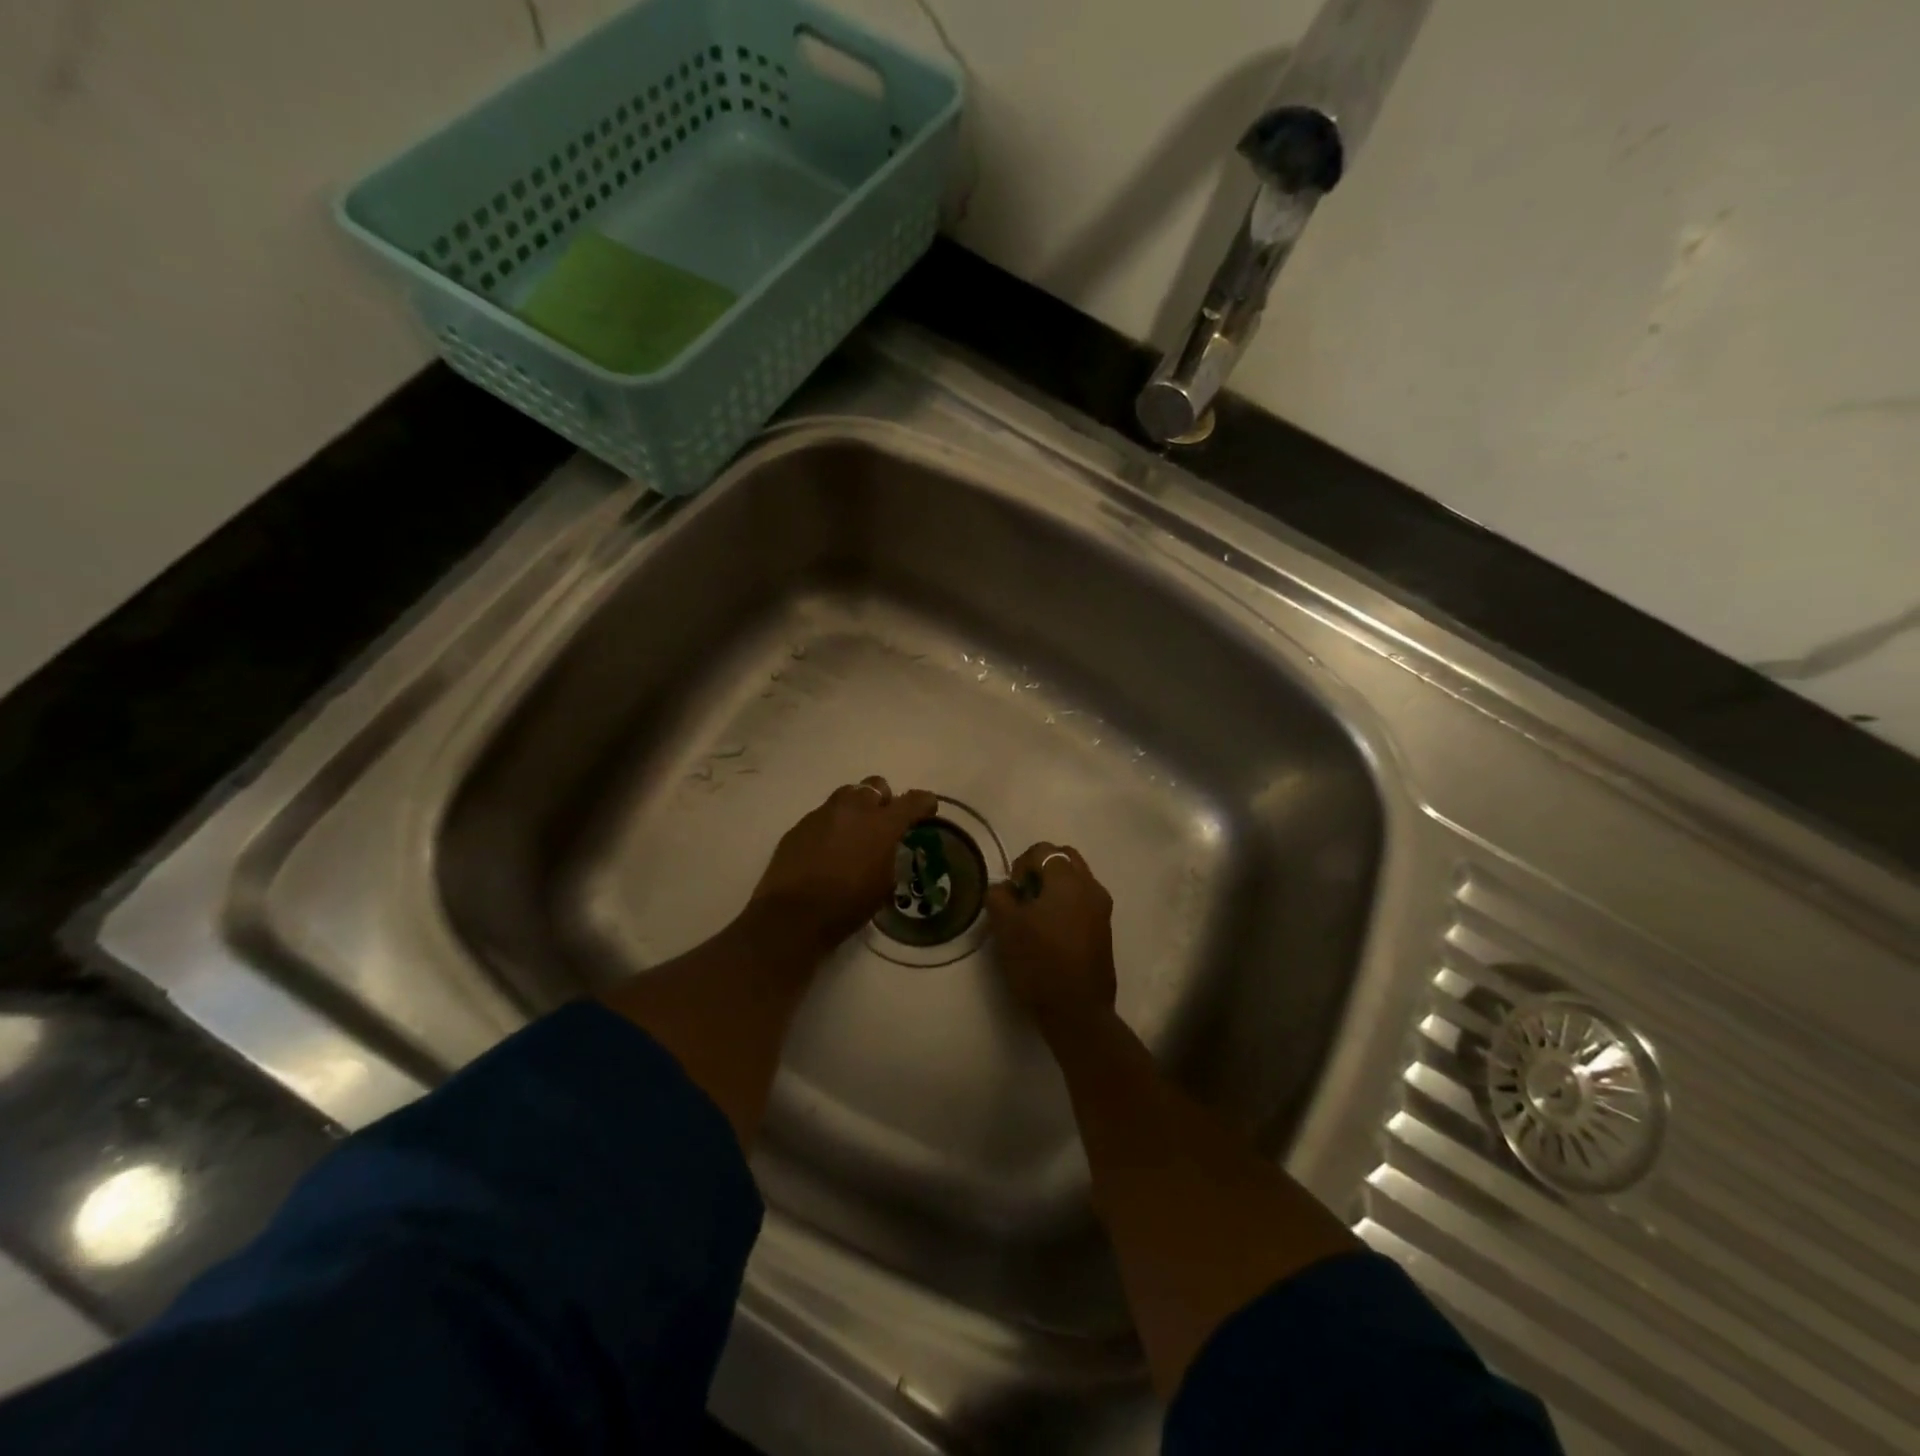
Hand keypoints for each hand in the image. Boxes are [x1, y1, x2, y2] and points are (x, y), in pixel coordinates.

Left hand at [752, 777, 939, 952]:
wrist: (792, 916)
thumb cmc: (847, 905)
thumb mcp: (883, 885)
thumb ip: (890, 857)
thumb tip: (887, 849)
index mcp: (882, 824)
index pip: (913, 800)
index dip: (924, 803)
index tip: (927, 811)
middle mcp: (854, 809)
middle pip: (876, 785)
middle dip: (884, 799)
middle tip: (883, 822)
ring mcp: (823, 813)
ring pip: (847, 795)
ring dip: (856, 808)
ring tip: (854, 833)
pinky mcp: (800, 825)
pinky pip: (823, 815)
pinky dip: (831, 826)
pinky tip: (827, 849)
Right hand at [986, 842, 1115, 1037]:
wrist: (1077, 1011)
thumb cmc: (1039, 963)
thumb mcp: (1006, 927)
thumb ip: (999, 897)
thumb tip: (1004, 889)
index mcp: (1068, 880)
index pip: (1044, 850)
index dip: (1021, 863)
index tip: (1010, 890)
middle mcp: (1091, 887)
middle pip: (1065, 859)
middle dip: (1041, 869)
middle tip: (1023, 895)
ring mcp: (1102, 908)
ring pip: (1077, 879)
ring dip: (1055, 886)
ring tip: (1035, 914)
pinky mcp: (1105, 929)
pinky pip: (1084, 900)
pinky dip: (1067, 903)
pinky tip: (1051, 930)